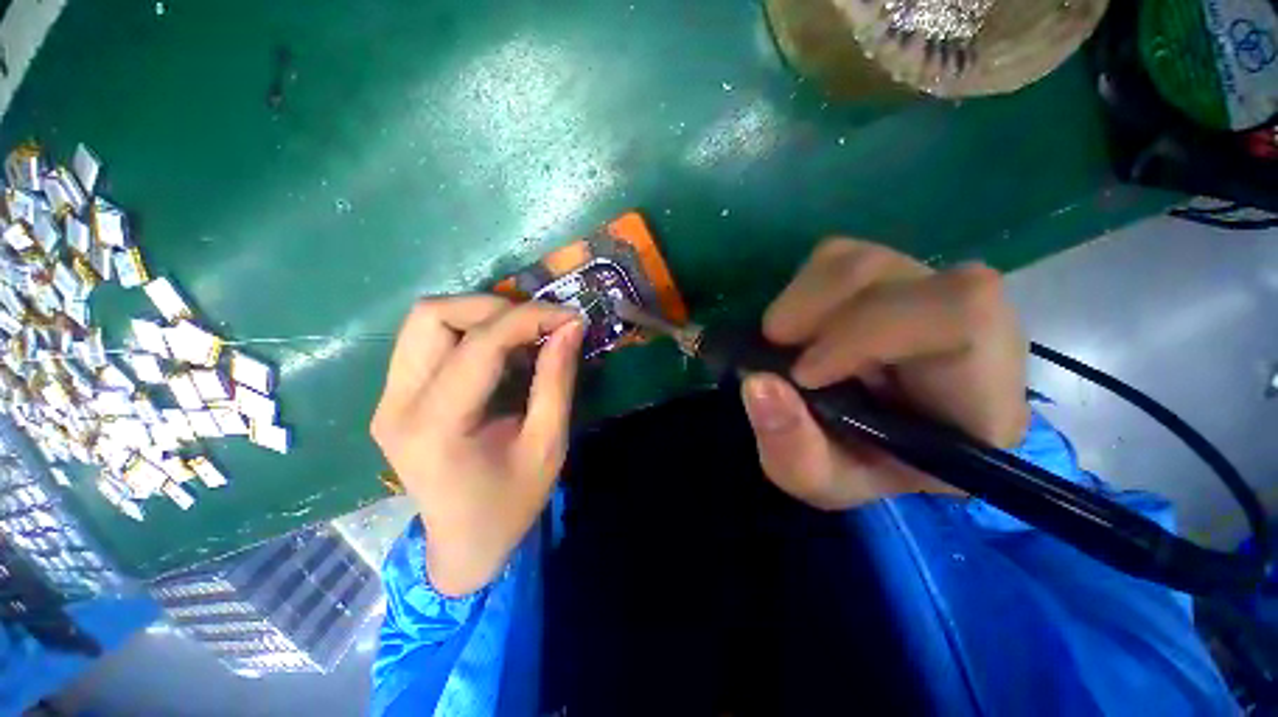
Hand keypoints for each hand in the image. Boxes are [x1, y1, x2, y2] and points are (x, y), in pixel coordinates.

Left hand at [371, 296, 584, 595]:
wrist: (463, 543)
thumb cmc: (511, 503)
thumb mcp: (548, 444)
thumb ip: (556, 380)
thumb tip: (570, 327)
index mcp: (436, 426)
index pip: (480, 344)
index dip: (529, 318)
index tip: (569, 316)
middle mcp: (397, 404)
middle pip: (432, 315)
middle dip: (495, 308)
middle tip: (539, 325)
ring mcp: (388, 398)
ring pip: (425, 320)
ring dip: (480, 316)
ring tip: (522, 336)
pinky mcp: (394, 396)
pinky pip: (428, 340)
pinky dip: (470, 332)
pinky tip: (502, 353)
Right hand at [740, 239, 1029, 510]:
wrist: (871, 443)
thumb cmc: (857, 468)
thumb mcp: (817, 480)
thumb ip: (791, 447)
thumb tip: (757, 382)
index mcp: (981, 400)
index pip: (961, 317)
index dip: (869, 330)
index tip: (803, 373)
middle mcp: (975, 332)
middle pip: (902, 275)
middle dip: (822, 310)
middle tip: (778, 348)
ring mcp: (930, 293)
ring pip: (864, 260)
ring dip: (804, 300)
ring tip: (782, 341)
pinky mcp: (893, 276)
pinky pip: (840, 256)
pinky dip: (802, 289)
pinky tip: (799, 328)